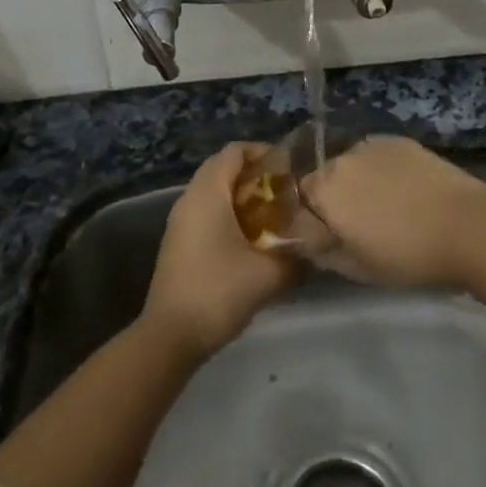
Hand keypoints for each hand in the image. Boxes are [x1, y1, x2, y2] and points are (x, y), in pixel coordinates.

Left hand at [142, 142, 300, 360]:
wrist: (170, 336)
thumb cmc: (218, 291)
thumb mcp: (268, 274)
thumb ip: (297, 256)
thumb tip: (315, 248)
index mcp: (208, 192)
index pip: (235, 150)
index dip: (263, 152)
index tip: (290, 170)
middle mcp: (190, 198)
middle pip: (224, 169)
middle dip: (256, 177)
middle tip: (286, 194)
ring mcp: (180, 222)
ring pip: (215, 193)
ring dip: (243, 199)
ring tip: (274, 218)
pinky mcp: (178, 243)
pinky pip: (207, 214)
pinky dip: (230, 216)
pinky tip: (251, 243)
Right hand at [305, 136, 485, 289]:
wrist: (466, 224)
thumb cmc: (408, 255)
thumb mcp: (359, 269)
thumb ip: (325, 254)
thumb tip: (308, 243)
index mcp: (325, 190)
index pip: (300, 200)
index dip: (313, 218)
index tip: (330, 236)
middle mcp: (342, 159)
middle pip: (326, 177)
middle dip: (335, 197)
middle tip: (361, 223)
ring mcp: (372, 145)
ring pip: (352, 164)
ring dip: (359, 181)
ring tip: (387, 205)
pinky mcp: (399, 140)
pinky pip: (377, 155)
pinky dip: (382, 170)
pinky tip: (405, 189)